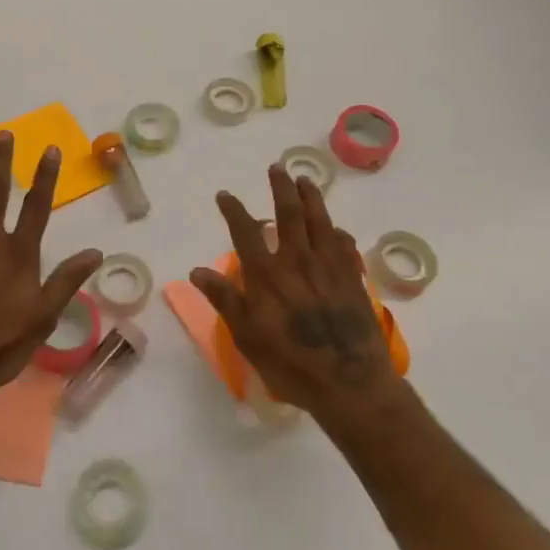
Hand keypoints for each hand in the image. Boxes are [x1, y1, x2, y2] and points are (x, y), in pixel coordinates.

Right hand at [191, 165, 401, 420]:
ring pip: (320, 220)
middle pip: (289, 213)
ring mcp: (329, 266)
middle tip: (277, 167)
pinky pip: (345, 245)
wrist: (350, 382)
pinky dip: (337, 232)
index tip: (225, 195)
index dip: (234, 210)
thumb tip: (197, 270)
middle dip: (281, 187)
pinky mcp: (353, 278)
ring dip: (311, 197)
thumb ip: (225, 298)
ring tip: (305, 180)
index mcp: (267, 273)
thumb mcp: (247, 336)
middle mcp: (297, 260)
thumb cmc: (291, 363)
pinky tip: (336, 230)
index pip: (245, 231)